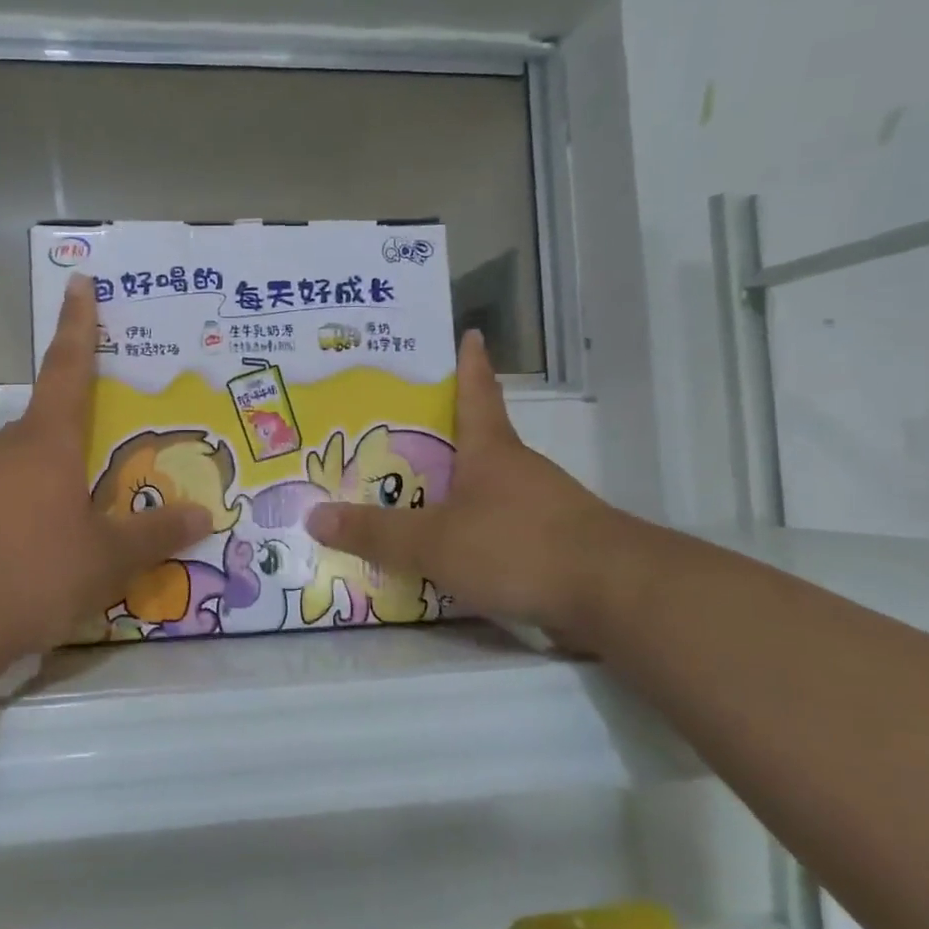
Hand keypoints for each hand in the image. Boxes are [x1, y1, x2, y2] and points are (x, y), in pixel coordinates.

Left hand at [0, 275, 209, 665]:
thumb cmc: (33, 572)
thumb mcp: (107, 559)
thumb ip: (156, 534)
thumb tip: (203, 514)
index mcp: (47, 441)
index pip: (68, 367)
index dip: (79, 324)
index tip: (78, 282)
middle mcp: (8, 448)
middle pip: (52, 421)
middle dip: (84, 427)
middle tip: (118, 443)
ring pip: (30, 462)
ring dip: (60, 473)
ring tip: (94, 508)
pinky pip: (9, 494)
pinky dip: (36, 505)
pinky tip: (50, 544)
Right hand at [305, 330, 634, 634]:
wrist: (615, 595)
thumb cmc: (517, 546)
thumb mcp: (434, 541)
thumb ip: (376, 533)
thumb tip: (313, 516)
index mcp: (491, 450)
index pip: (477, 392)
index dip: (470, 363)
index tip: (470, 333)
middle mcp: (518, 470)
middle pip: (477, 442)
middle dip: (441, 438)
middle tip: (393, 437)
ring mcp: (543, 508)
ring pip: (488, 489)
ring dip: (455, 491)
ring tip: (410, 503)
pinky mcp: (555, 547)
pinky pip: (501, 530)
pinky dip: (474, 533)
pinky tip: (450, 555)